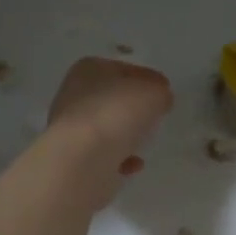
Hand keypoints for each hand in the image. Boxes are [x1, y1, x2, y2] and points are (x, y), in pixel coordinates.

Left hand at [46, 57, 173, 204]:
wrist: (82, 161)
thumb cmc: (116, 114)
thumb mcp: (152, 93)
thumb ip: (160, 93)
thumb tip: (159, 99)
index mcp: (88, 69)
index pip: (123, 69)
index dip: (146, 78)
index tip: (164, 91)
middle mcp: (73, 95)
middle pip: (112, 99)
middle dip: (133, 108)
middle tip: (156, 116)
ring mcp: (71, 129)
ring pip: (106, 127)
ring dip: (124, 135)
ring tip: (144, 142)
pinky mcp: (74, 158)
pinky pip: (103, 155)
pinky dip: (119, 159)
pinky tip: (133, 165)